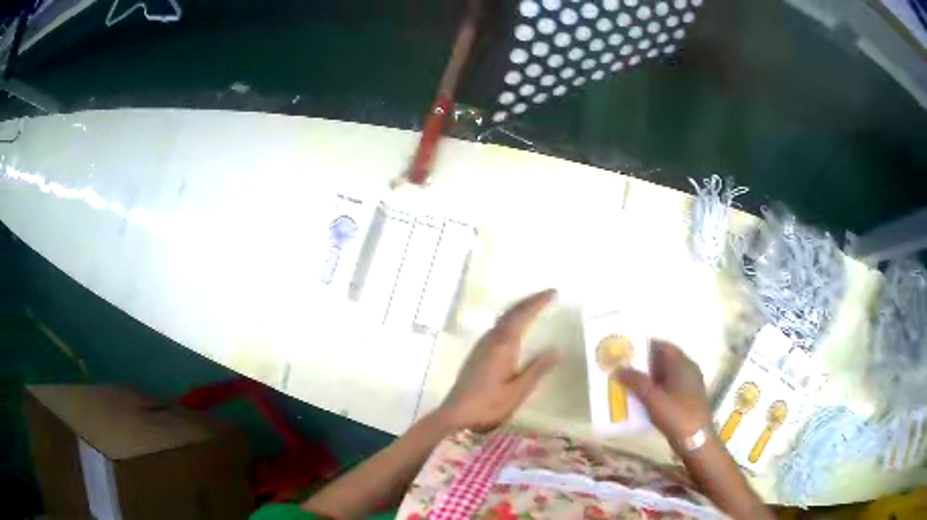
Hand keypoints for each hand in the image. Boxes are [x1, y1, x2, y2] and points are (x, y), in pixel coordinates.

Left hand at [440, 289, 560, 431]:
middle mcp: (490, 340)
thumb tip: (557, 349)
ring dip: (519, 308)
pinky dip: (511, 318)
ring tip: (536, 305)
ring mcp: (481, 345)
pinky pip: (497, 326)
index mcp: (502, 346)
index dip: (538, 302)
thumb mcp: (518, 391)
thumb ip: (537, 369)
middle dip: (529, 301)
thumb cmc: (488, 405)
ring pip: (503, 318)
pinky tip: (516, 326)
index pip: (522, 315)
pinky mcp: (477, 352)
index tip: (553, 292)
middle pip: (511, 312)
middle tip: (548, 294)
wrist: (455, 414)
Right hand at [617, 340, 711, 445]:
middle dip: (643, 363)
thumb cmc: (676, 415)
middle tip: (622, 367)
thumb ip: (635, 381)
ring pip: (664, 376)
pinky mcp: (685, 400)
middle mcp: (687, 371)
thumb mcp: (653, 398)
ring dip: (647, 379)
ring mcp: (687, 386)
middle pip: (663, 361)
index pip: (663, 346)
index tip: (626, 349)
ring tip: (626, 383)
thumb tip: (617, 368)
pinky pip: (666, 389)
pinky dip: (653, 390)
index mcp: (683, 364)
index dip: (645, 345)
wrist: (696, 441)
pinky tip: (639, 399)